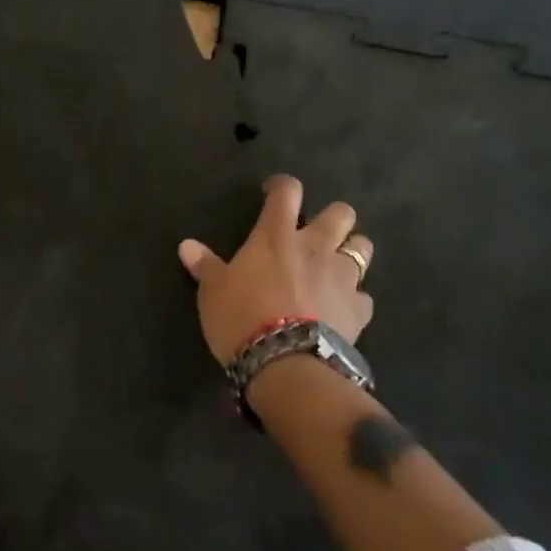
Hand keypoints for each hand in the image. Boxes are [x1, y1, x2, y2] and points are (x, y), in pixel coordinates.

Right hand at [177, 175, 373, 365]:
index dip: (282, 186)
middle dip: (333, 217)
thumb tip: (186, 246)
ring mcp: (342, 277)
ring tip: (336, 265)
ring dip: (352, 250)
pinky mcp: (359, 309)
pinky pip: (364, 296)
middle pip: (341, 213)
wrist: (286, 364)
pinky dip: (354, 298)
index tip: (273, 193)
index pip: (287, 191)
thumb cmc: (242, 318)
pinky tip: (342, 309)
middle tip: (316, 233)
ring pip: (363, 247)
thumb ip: (205, 265)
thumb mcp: (213, 292)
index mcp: (276, 235)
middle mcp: (316, 247)